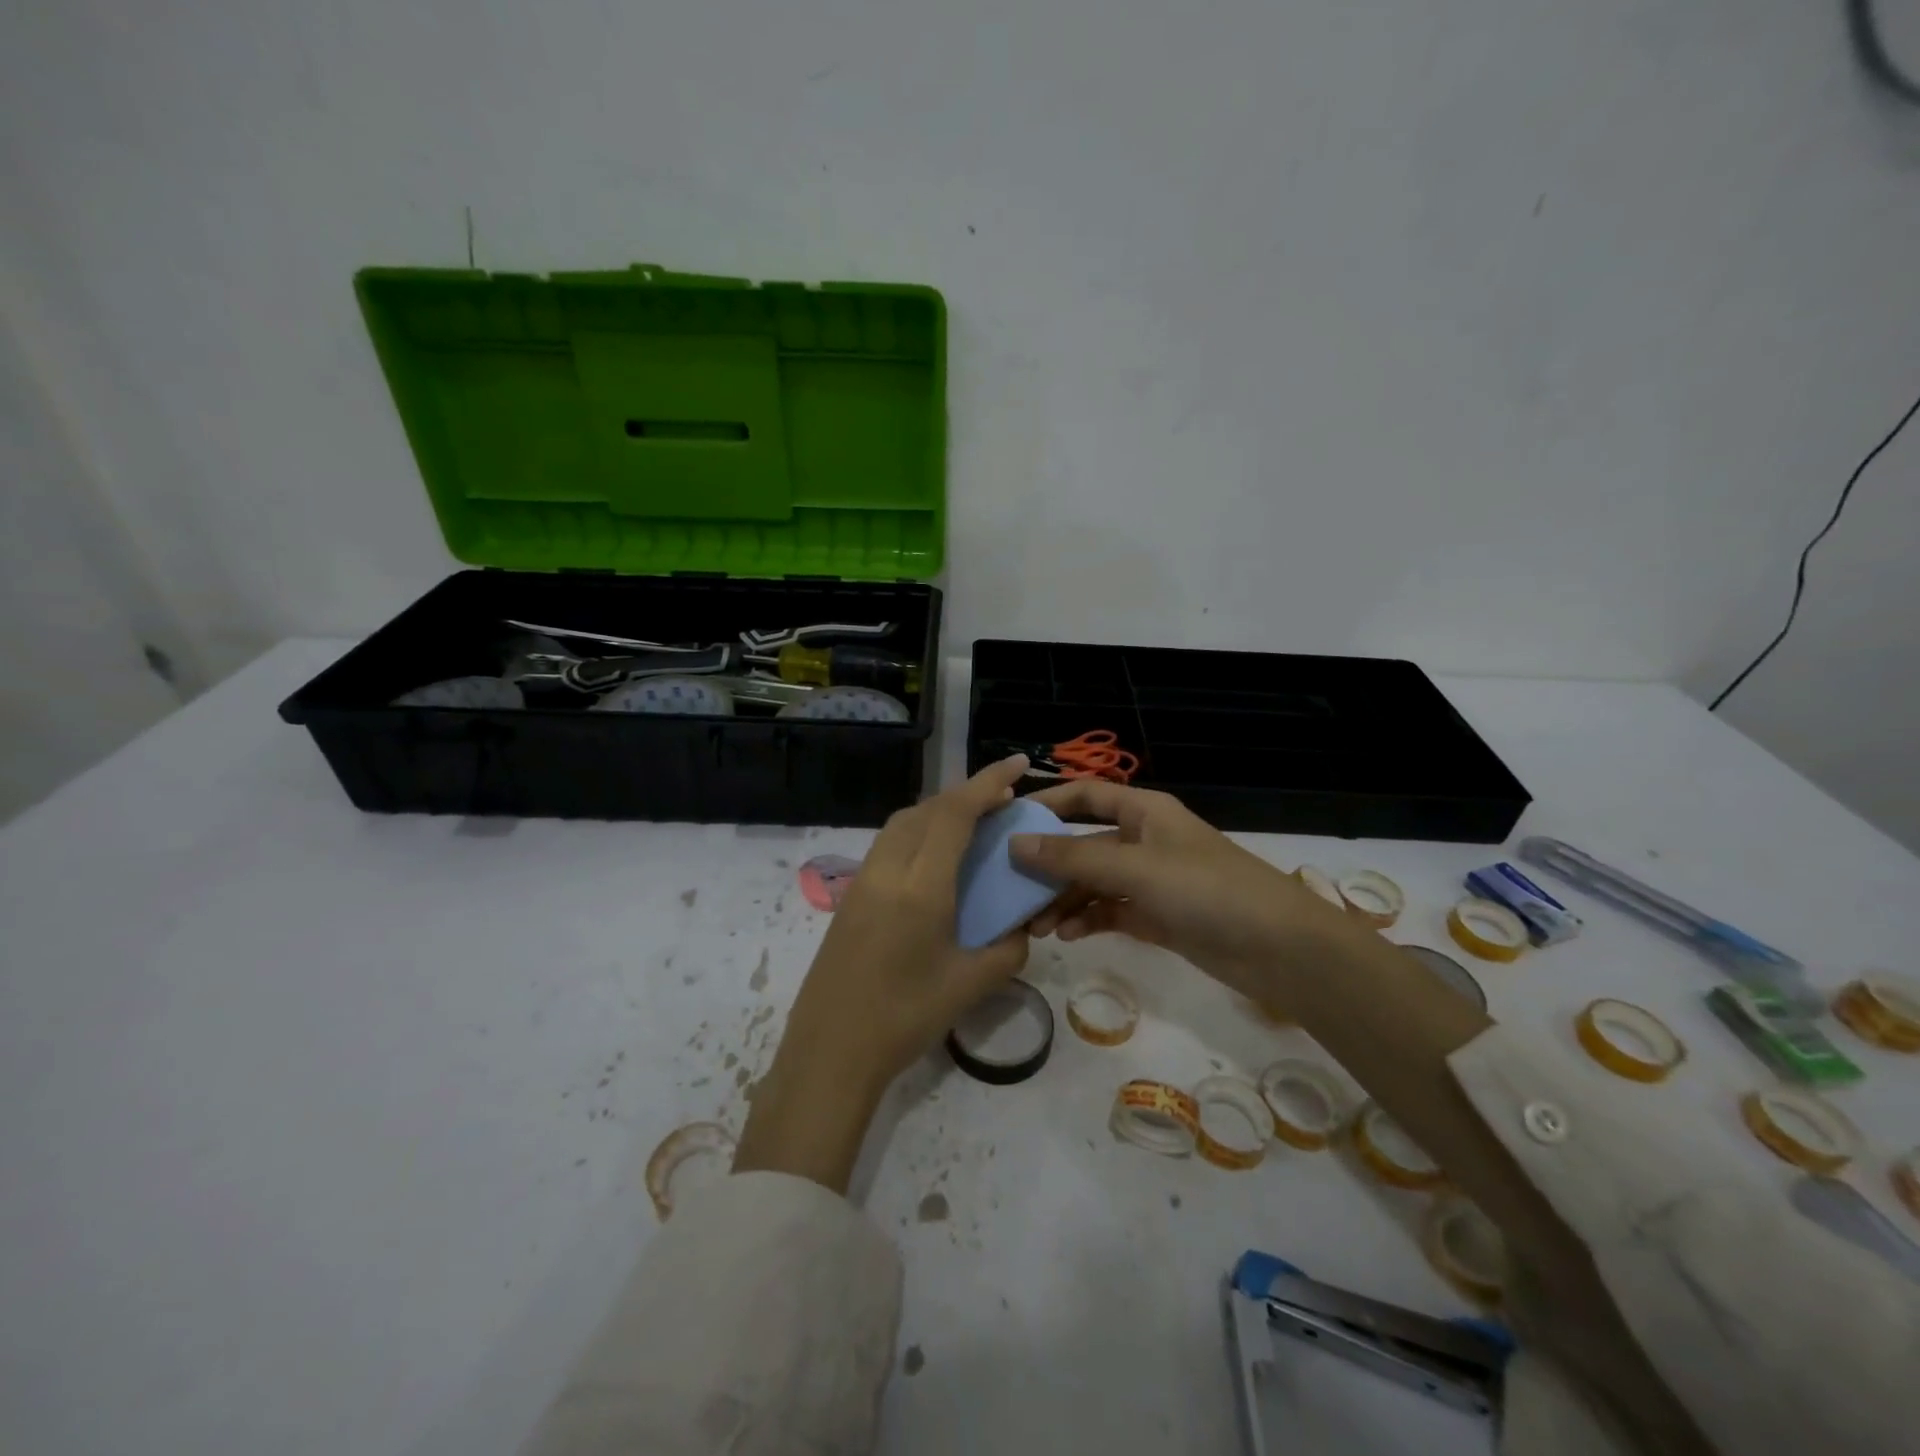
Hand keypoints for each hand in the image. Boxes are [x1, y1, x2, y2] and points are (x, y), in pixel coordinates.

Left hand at [734, 756, 1033, 1191]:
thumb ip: (1008, 949)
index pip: (955, 814)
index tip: (1017, 764)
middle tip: (1001, 798)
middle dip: (966, 793)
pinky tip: (935, 860)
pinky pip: (889, 845)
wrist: (829, 1053)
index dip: (987, 782)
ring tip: (971, 823)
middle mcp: (887, 870)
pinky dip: (918, 833)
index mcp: (920, 886)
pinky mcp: (850, 896)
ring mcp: (862, 881)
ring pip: (903, 823)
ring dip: (938, 811)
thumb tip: (1020, 928)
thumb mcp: (971, 985)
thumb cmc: (904, 1019)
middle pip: (927, 809)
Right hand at [1010, 779, 1353, 999]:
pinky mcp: (1157, 916)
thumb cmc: (1207, 890)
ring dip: (1064, 900)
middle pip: (1083, 843)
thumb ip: (1073, 857)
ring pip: (1093, 881)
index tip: (1006, 823)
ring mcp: (1150, 880)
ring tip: (1035, 926)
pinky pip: (1110, 911)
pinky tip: (1068, 936)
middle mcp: (1143, 839)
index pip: (1084, 796)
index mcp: (1143, 811)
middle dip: (1048, 866)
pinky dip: (1088, 920)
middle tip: (1012, 890)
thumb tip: (1015, 843)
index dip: (1046, 803)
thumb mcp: (1135, 868)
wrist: (1279, 948)